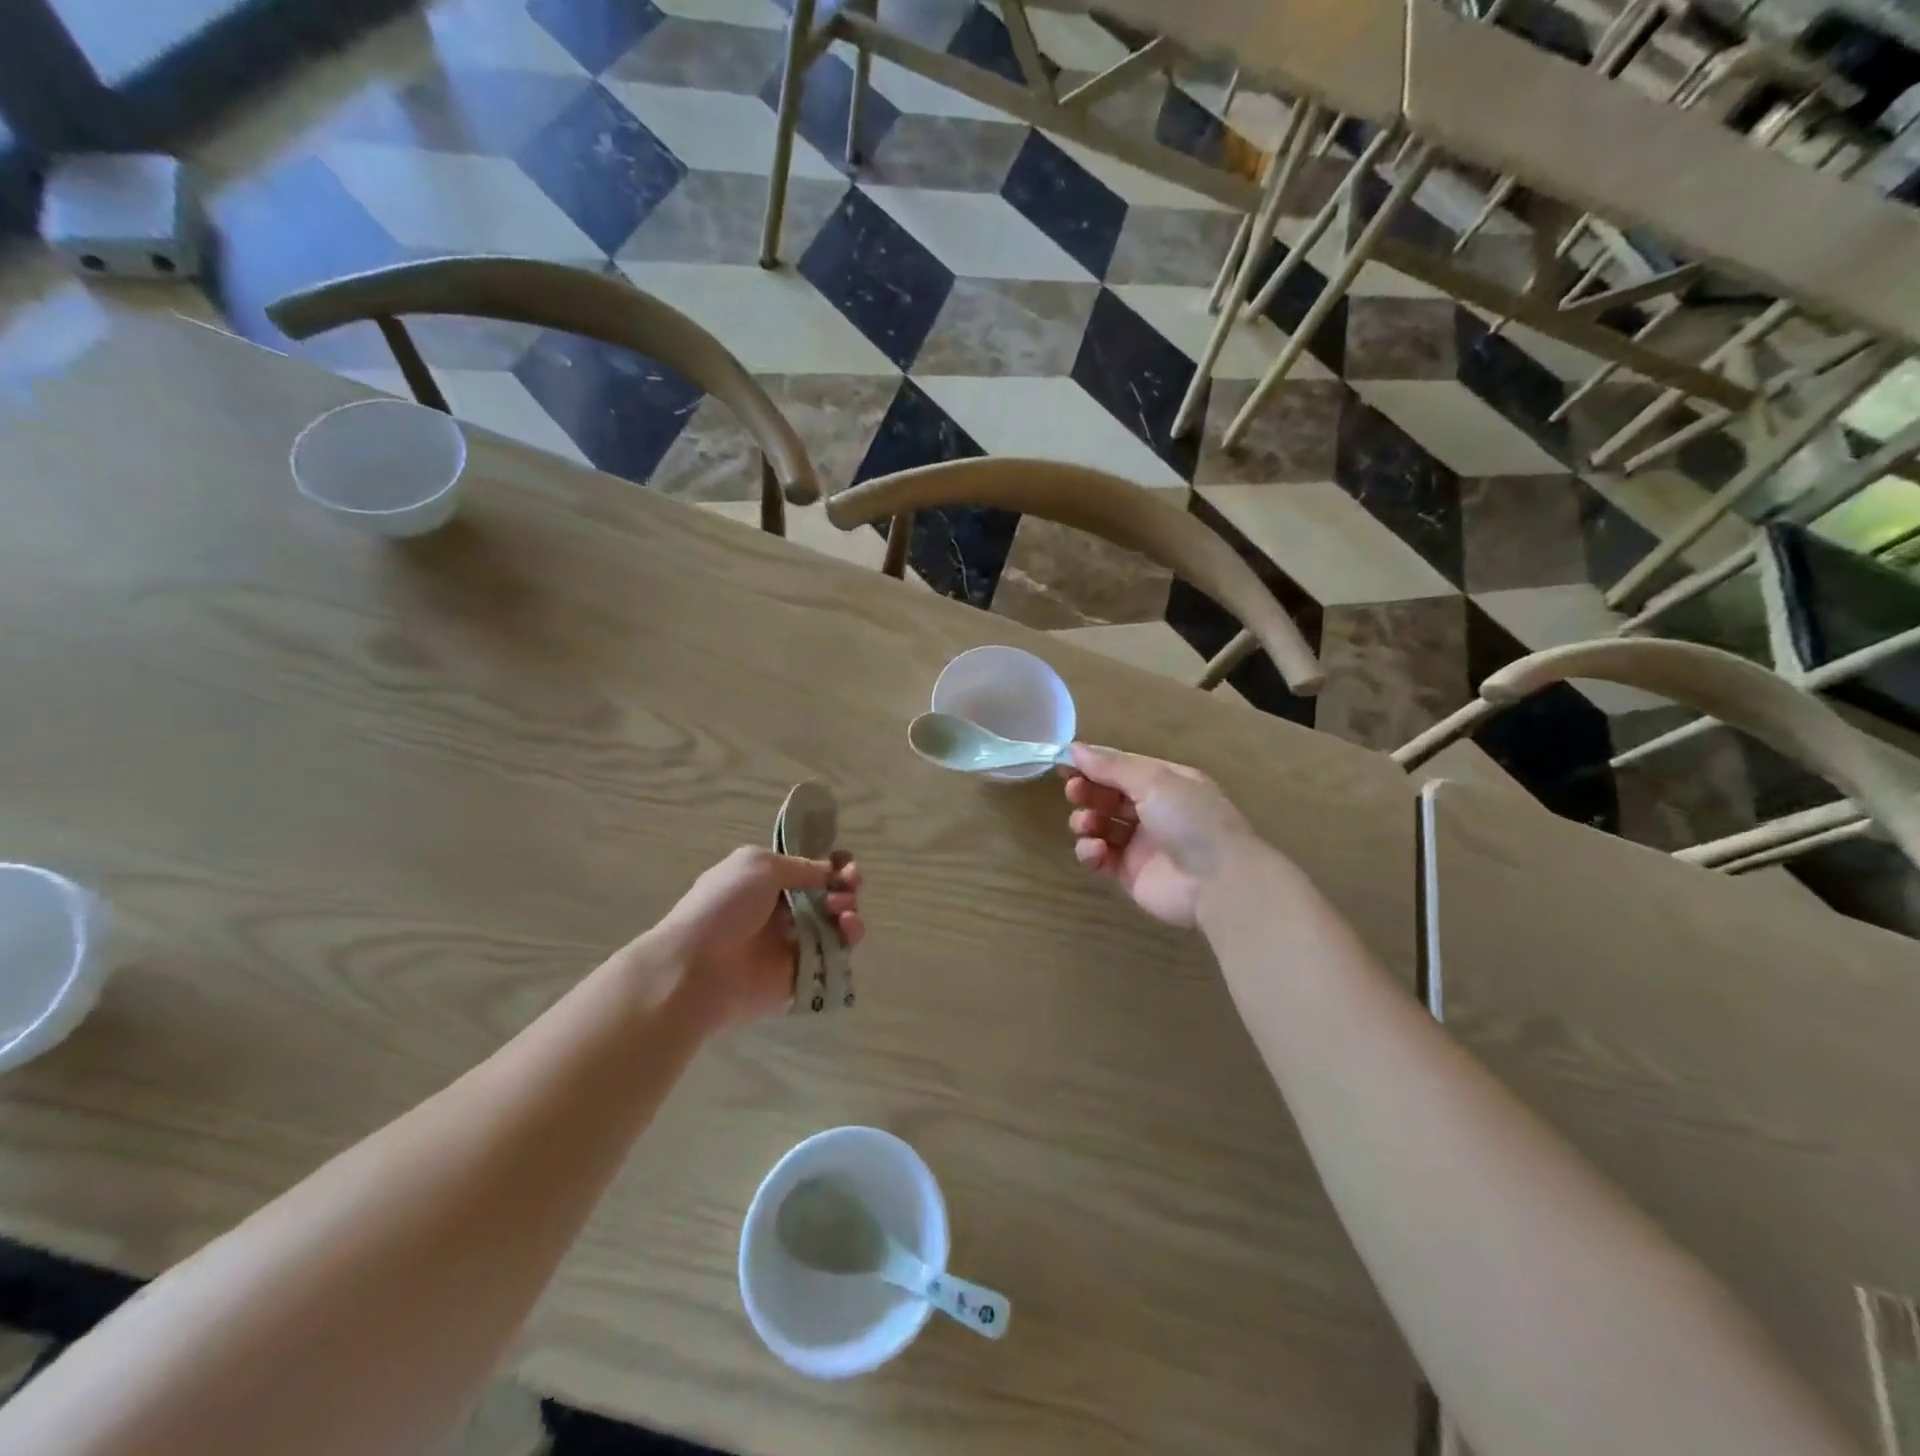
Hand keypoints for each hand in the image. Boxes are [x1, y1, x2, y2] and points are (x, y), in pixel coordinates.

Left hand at [646, 847, 863, 1029]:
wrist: (695, 969)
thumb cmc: (722, 907)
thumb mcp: (758, 865)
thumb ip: (800, 866)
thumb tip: (830, 871)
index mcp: (763, 882)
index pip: (806, 870)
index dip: (830, 865)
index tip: (846, 863)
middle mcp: (778, 912)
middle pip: (824, 896)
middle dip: (843, 886)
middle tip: (848, 886)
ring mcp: (789, 945)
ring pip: (833, 925)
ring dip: (848, 911)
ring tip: (844, 912)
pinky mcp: (799, 975)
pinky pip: (831, 957)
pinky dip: (847, 941)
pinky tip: (848, 930)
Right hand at [1062, 745, 1257, 928]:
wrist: (1218, 883)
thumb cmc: (1190, 820)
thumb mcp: (1154, 781)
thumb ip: (1112, 766)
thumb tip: (1076, 747)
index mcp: (1165, 782)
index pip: (1121, 767)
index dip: (1093, 764)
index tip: (1064, 763)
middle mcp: (1153, 810)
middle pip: (1108, 795)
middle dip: (1087, 791)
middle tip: (1074, 791)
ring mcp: (1140, 843)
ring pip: (1100, 825)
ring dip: (1086, 820)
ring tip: (1088, 825)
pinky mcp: (1129, 872)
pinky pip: (1100, 857)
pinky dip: (1091, 852)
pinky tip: (1095, 850)